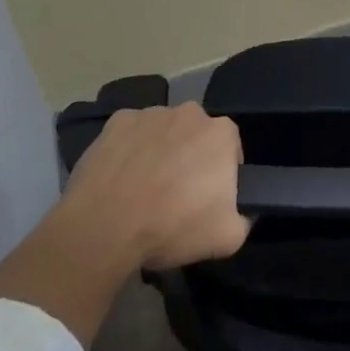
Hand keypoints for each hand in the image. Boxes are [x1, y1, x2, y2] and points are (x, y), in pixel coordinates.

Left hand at [59, 102, 250, 270]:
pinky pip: (132, 133)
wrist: (104, 228)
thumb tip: (244, 210)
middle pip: (197, 134)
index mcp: (221, 133)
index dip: (222, 173)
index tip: (208, 197)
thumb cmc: (172, 228)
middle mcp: (190, 112)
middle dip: (191, 157)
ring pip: (164, 131)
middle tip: (177, 193)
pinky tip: (121, 177)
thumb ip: (245, 218)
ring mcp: (151, 113)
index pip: (231, 148)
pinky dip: (130, 148)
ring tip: (144, 187)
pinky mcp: (117, 121)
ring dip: (161, 150)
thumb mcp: (228, 238)